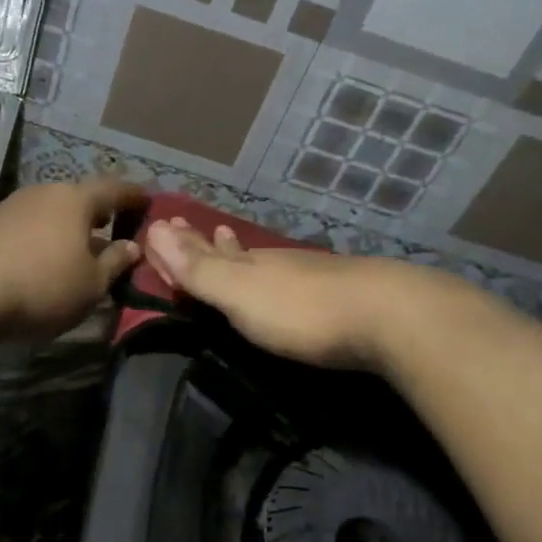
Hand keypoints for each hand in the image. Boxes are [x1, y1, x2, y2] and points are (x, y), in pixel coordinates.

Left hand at [0, 177, 146, 337]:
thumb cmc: (40, 286)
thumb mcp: (91, 284)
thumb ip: (115, 262)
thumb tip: (132, 247)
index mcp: (76, 200)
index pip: (115, 189)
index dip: (134, 195)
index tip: (149, 201)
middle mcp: (45, 192)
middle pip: (80, 197)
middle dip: (99, 212)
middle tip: (114, 228)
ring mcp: (12, 206)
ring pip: (52, 211)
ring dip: (69, 227)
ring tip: (79, 248)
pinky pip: (29, 225)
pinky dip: (43, 237)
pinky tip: (43, 259)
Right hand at [142, 217, 421, 371]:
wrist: (386, 316)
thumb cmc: (302, 310)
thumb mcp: (241, 293)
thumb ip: (200, 269)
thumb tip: (155, 228)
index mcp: (248, 265)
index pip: (203, 251)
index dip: (179, 244)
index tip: (159, 227)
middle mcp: (274, 263)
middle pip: (231, 251)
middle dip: (206, 243)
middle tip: (187, 226)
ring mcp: (307, 274)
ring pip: (261, 259)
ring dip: (237, 252)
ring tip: (225, 237)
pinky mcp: (335, 293)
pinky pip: (287, 275)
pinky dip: (271, 270)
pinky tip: (283, 271)